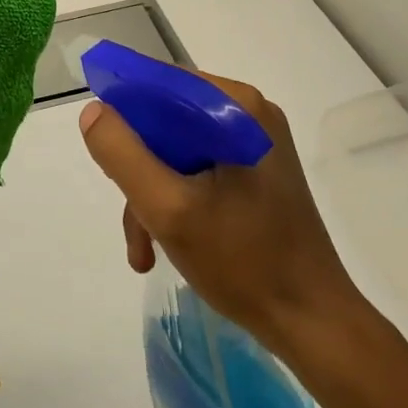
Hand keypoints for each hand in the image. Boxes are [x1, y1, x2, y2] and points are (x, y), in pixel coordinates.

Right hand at [78, 72, 370, 356]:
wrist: (313, 323)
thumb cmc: (244, 262)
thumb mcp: (168, 208)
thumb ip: (123, 154)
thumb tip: (94, 112)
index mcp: (235, 106)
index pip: (159, 84)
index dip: (123, 114)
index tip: (106, 156)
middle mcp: (247, 113)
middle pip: (165, 121)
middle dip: (139, 170)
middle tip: (131, 218)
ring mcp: (254, 143)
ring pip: (177, 150)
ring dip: (152, 195)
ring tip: (144, 249)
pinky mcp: (256, 172)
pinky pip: (197, 169)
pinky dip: (176, 201)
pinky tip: (165, 246)